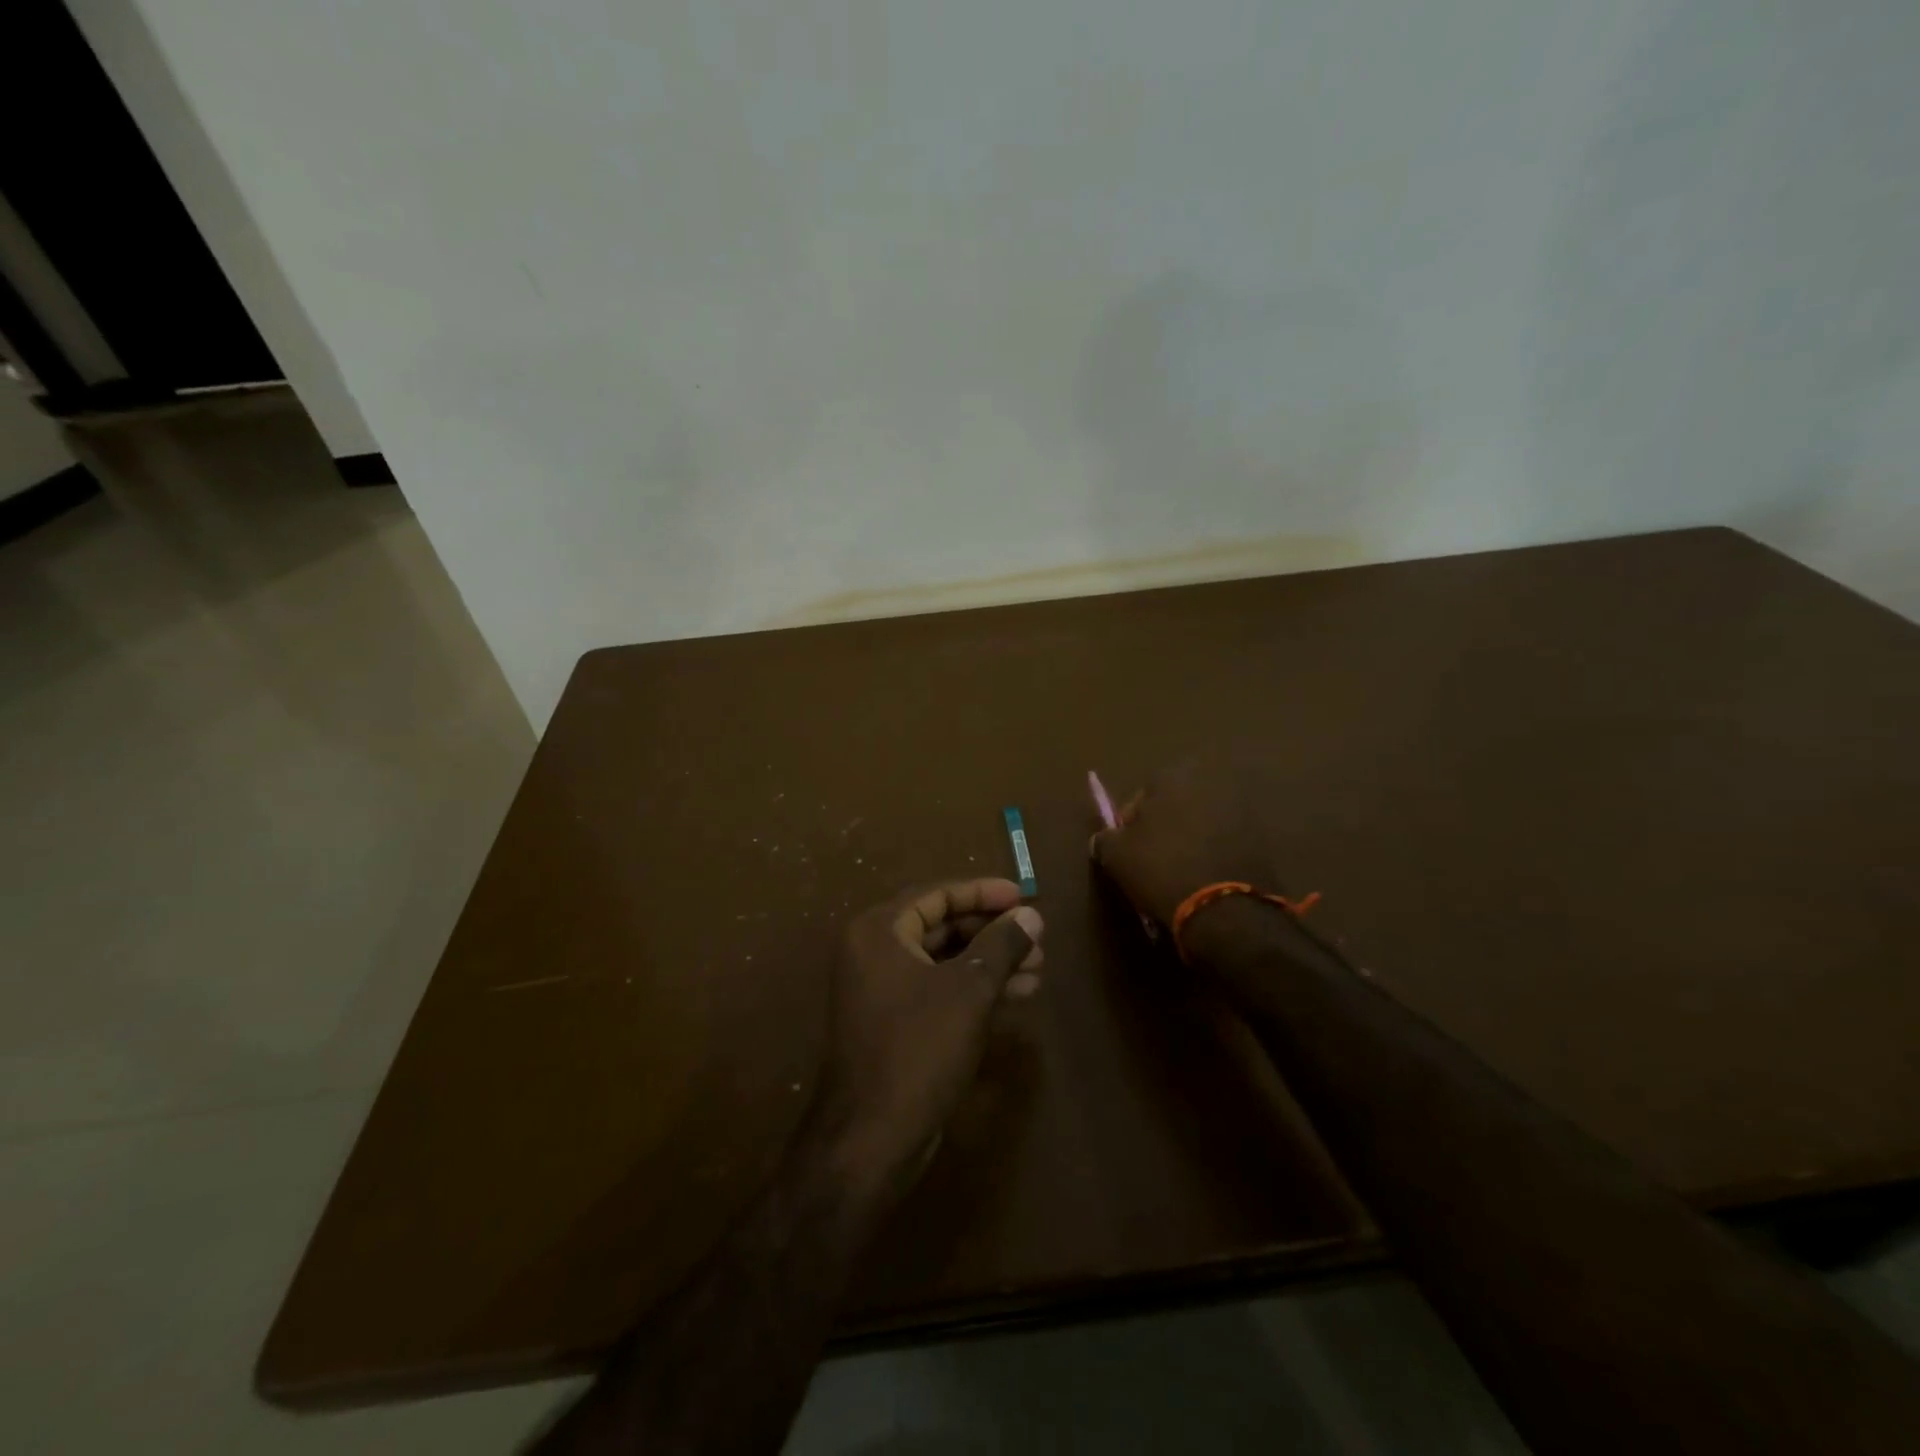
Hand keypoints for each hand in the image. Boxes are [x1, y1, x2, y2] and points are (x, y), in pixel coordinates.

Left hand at [819, 878, 1043, 1195]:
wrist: (872, 1138)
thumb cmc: (919, 1048)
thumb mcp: (969, 990)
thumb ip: (1001, 946)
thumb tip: (1031, 916)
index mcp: (879, 930)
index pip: (936, 895)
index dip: (983, 892)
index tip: (1023, 895)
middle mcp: (873, 951)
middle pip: (941, 925)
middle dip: (992, 932)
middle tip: (1037, 939)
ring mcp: (880, 989)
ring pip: (943, 960)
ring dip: (990, 962)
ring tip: (1039, 969)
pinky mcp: (893, 1022)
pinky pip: (937, 989)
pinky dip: (973, 988)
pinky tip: (1015, 995)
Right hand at [1089, 759, 1299, 927]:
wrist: (1225, 908)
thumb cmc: (1162, 869)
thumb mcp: (1117, 856)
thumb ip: (1105, 838)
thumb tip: (1105, 838)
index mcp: (1172, 777)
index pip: (1140, 796)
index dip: (1130, 824)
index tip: (1126, 849)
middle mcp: (1208, 782)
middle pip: (1174, 804)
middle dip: (1163, 826)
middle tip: (1152, 857)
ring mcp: (1239, 807)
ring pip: (1200, 821)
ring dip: (1189, 838)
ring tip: (1179, 870)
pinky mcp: (1260, 836)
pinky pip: (1224, 840)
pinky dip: (1213, 852)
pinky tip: (1203, 876)